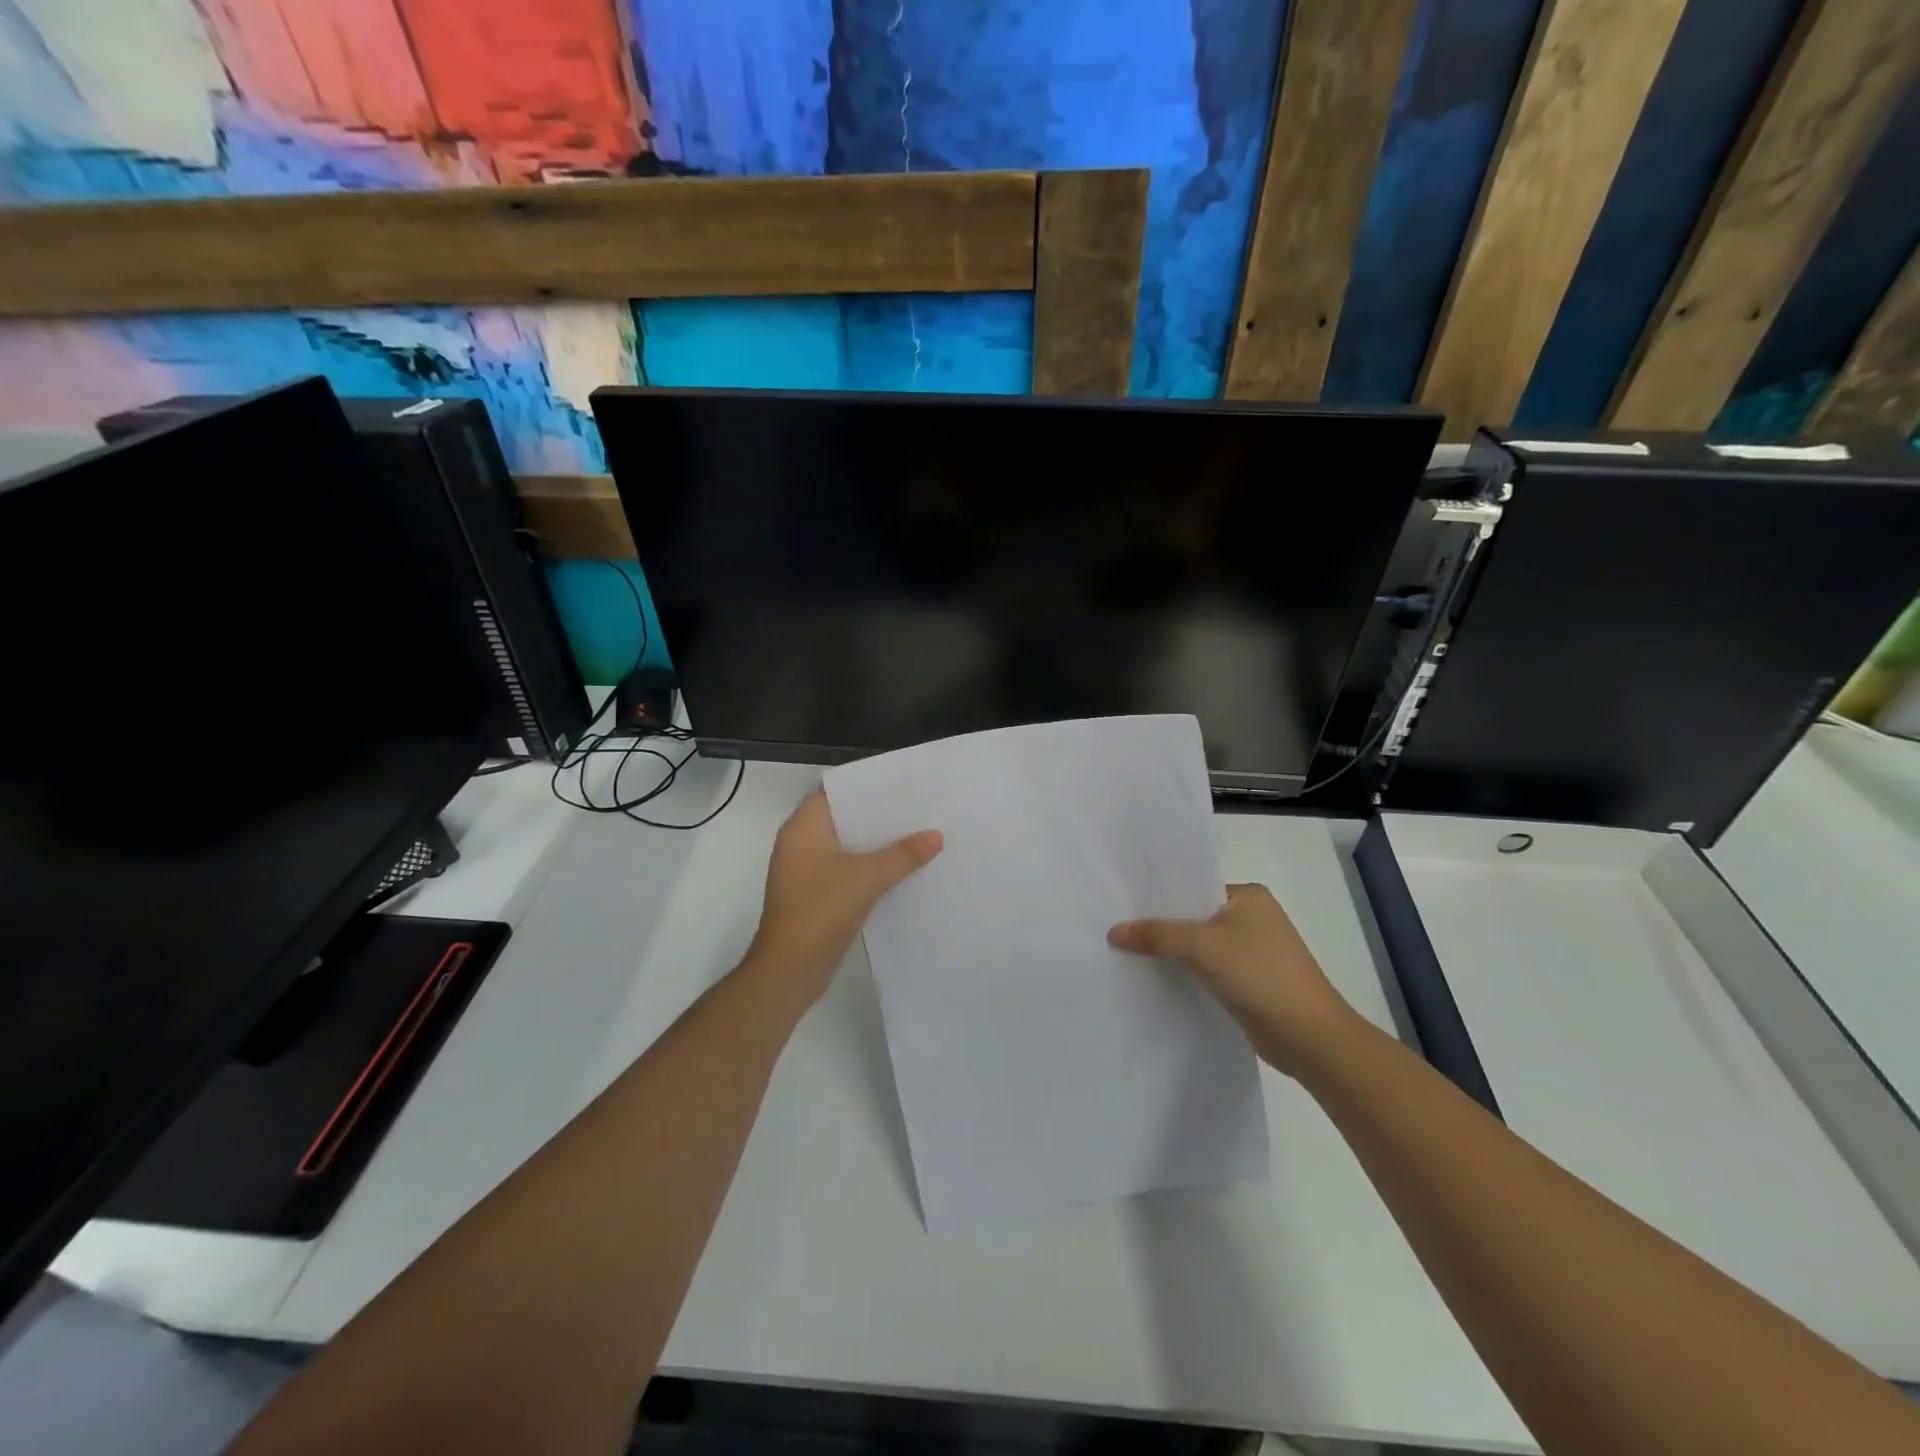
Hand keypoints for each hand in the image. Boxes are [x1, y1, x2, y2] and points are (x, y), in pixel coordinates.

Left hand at [745, 790, 941, 1011]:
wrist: (790, 969)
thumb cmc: (821, 909)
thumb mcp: (868, 877)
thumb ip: (903, 854)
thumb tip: (936, 836)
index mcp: (803, 828)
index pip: (833, 791)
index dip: (864, 785)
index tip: (898, 782)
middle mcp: (799, 844)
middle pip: (842, 818)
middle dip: (876, 815)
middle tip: (915, 807)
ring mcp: (804, 871)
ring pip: (845, 846)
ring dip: (874, 843)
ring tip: (914, 834)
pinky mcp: (813, 895)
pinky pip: (844, 870)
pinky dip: (867, 867)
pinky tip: (898, 869)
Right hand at [1109, 883, 1354, 1073]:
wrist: (1310, 1039)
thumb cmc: (1261, 976)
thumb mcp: (1203, 948)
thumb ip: (1157, 935)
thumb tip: (1113, 932)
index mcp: (1248, 896)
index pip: (1193, 887)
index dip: (1158, 896)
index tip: (1121, 903)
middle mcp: (1250, 917)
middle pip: (1192, 916)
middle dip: (1160, 924)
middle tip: (1115, 927)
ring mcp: (1250, 951)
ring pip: (1197, 944)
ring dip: (1170, 950)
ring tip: (1124, 951)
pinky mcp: (1246, 981)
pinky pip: (1204, 967)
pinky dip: (1183, 970)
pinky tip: (1153, 976)